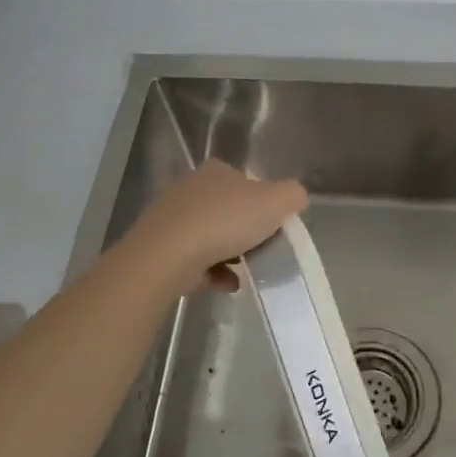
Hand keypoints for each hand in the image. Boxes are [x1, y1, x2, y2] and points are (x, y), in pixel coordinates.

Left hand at [125, 160, 306, 287]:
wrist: (166, 256)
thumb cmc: (224, 221)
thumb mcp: (275, 201)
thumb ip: (292, 195)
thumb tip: (295, 198)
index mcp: (216, 171)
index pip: (246, 182)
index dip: (263, 203)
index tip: (274, 226)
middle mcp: (190, 188)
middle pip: (227, 209)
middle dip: (245, 230)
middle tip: (262, 249)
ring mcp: (171, 218)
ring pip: (209, 235)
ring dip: (229, 253)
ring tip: (247, 271)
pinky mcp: (159, 247)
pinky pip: (194, 259)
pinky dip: (212, 272)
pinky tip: (227, 285)